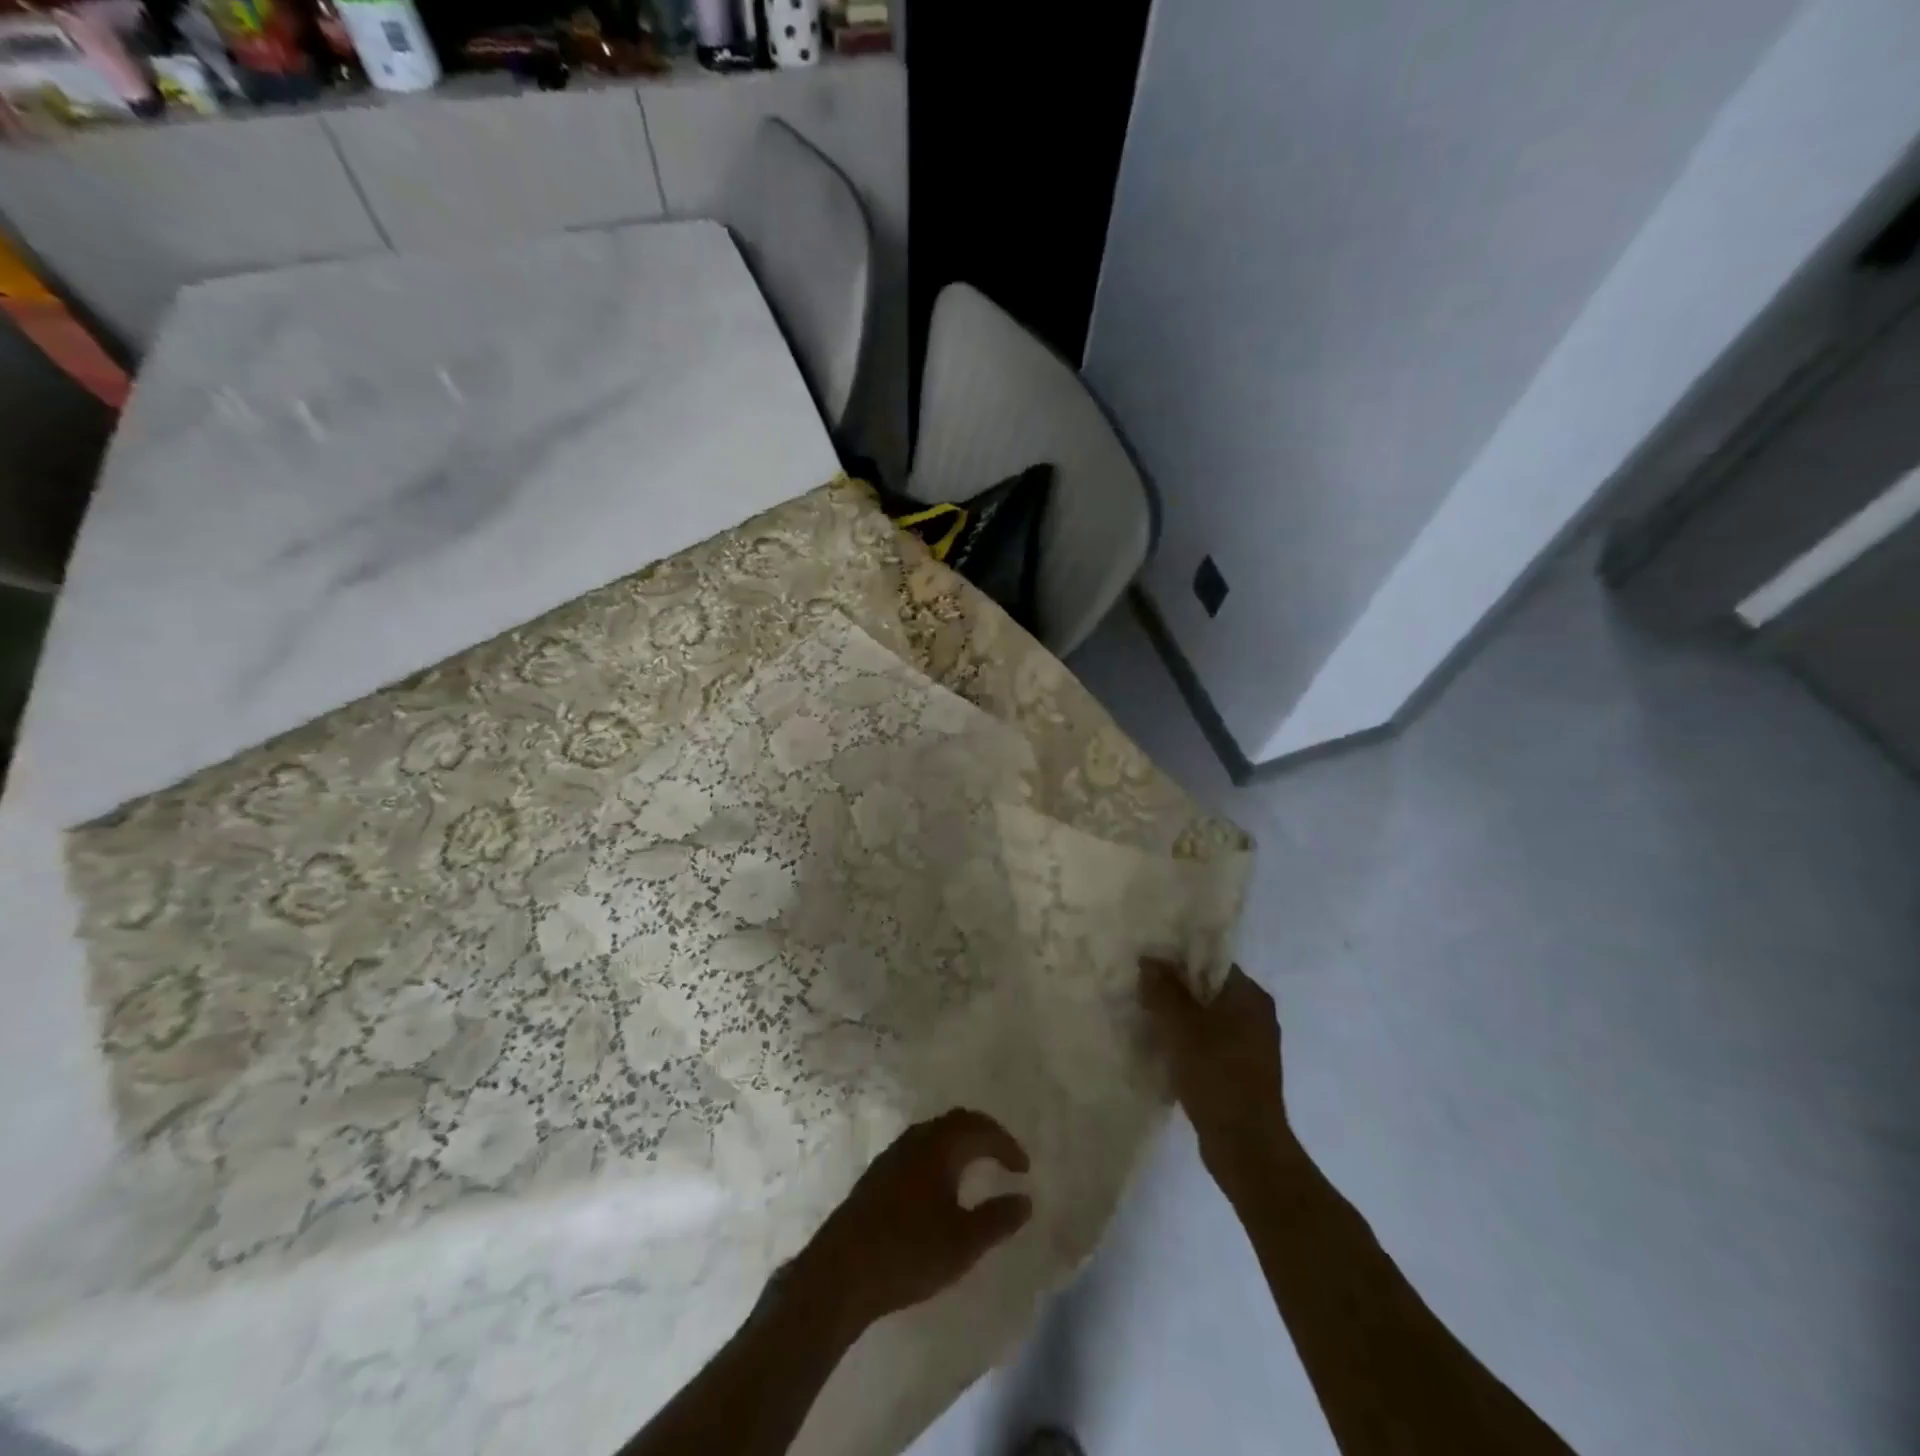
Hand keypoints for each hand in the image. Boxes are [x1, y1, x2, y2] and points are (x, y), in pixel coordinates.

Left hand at [797, 1109, 1032, 1334]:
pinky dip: (941, 1154)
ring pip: (935, 1133)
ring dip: (961, 1143)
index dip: (1007, 1145)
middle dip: (985, 1134)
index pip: (981, 1129)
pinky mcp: (878, 1174)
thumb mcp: (963, 1242)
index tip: (1024, 1169)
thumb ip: (997, 1219)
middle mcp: (917, 1139)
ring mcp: (893, 1154)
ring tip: (977, 1167)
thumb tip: (1025, 1199)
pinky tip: (941, 1185)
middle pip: (957, 1121)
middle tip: (1004, 1157)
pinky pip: (920, 1148)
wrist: (842, 1271)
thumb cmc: (909, 1252)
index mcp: (940, 1146)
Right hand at [1140, 959, 1295, 1191]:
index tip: (1146, 966)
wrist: (1246, 1148)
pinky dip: (1187, 1042)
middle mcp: (1256, 1015)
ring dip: (1177, 1018)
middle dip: (1173, 990)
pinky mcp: (1241, 1072)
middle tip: (1139, 991)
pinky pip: (1208, 1043)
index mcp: (1250, 997)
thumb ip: (1163, 990)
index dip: (1177, 960)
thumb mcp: (1181, 1027)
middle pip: (1207, 989)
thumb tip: (1149, 961)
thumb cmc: (1216, 1076)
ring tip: (1144, 1018)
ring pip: (1206, 1018)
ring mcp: (1251, 1046)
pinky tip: (1161, 1049)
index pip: (1210, 962)